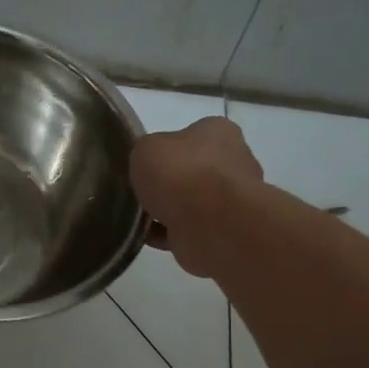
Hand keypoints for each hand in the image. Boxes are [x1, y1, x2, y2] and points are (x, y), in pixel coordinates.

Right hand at [130, 116, 263, 276]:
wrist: (211, 226)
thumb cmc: (181, 174)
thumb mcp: (145, 148)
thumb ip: (144, 152)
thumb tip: (148, 165)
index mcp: (219, 132)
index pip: (190, 135)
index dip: (165, 149)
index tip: (145, 163)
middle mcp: (233, 162)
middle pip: (191, 170)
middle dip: (167, 182)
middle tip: (138, 190)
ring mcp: (232, 200)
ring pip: (189, 202)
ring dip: (166, 210)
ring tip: (135, 216)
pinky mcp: (223, 231)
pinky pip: (186, 229)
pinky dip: (166, 233)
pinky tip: (144, 235)